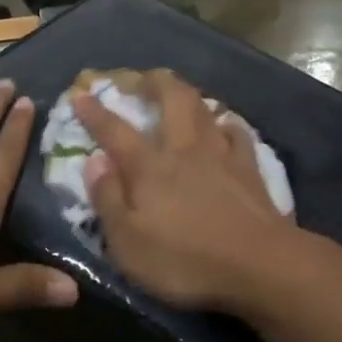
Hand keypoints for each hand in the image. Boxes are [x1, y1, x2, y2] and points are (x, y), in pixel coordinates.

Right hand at [73, 70, 297, 311]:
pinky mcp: (250, 167)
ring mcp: (221, 154)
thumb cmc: (186, 261)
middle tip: (142, 77)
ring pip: (204, 108)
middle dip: (154, 81)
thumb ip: (108, 199)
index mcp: (150, 167)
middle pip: (172, 98)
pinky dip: (226, 124)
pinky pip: (236, 132)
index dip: (96, 112)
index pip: (116, 131)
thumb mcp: (129, 244)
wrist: (260, 264)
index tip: (81, 95)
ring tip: (179, 93)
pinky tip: (224, 126)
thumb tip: (94, 161)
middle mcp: (185, 149)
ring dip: (188, 95)